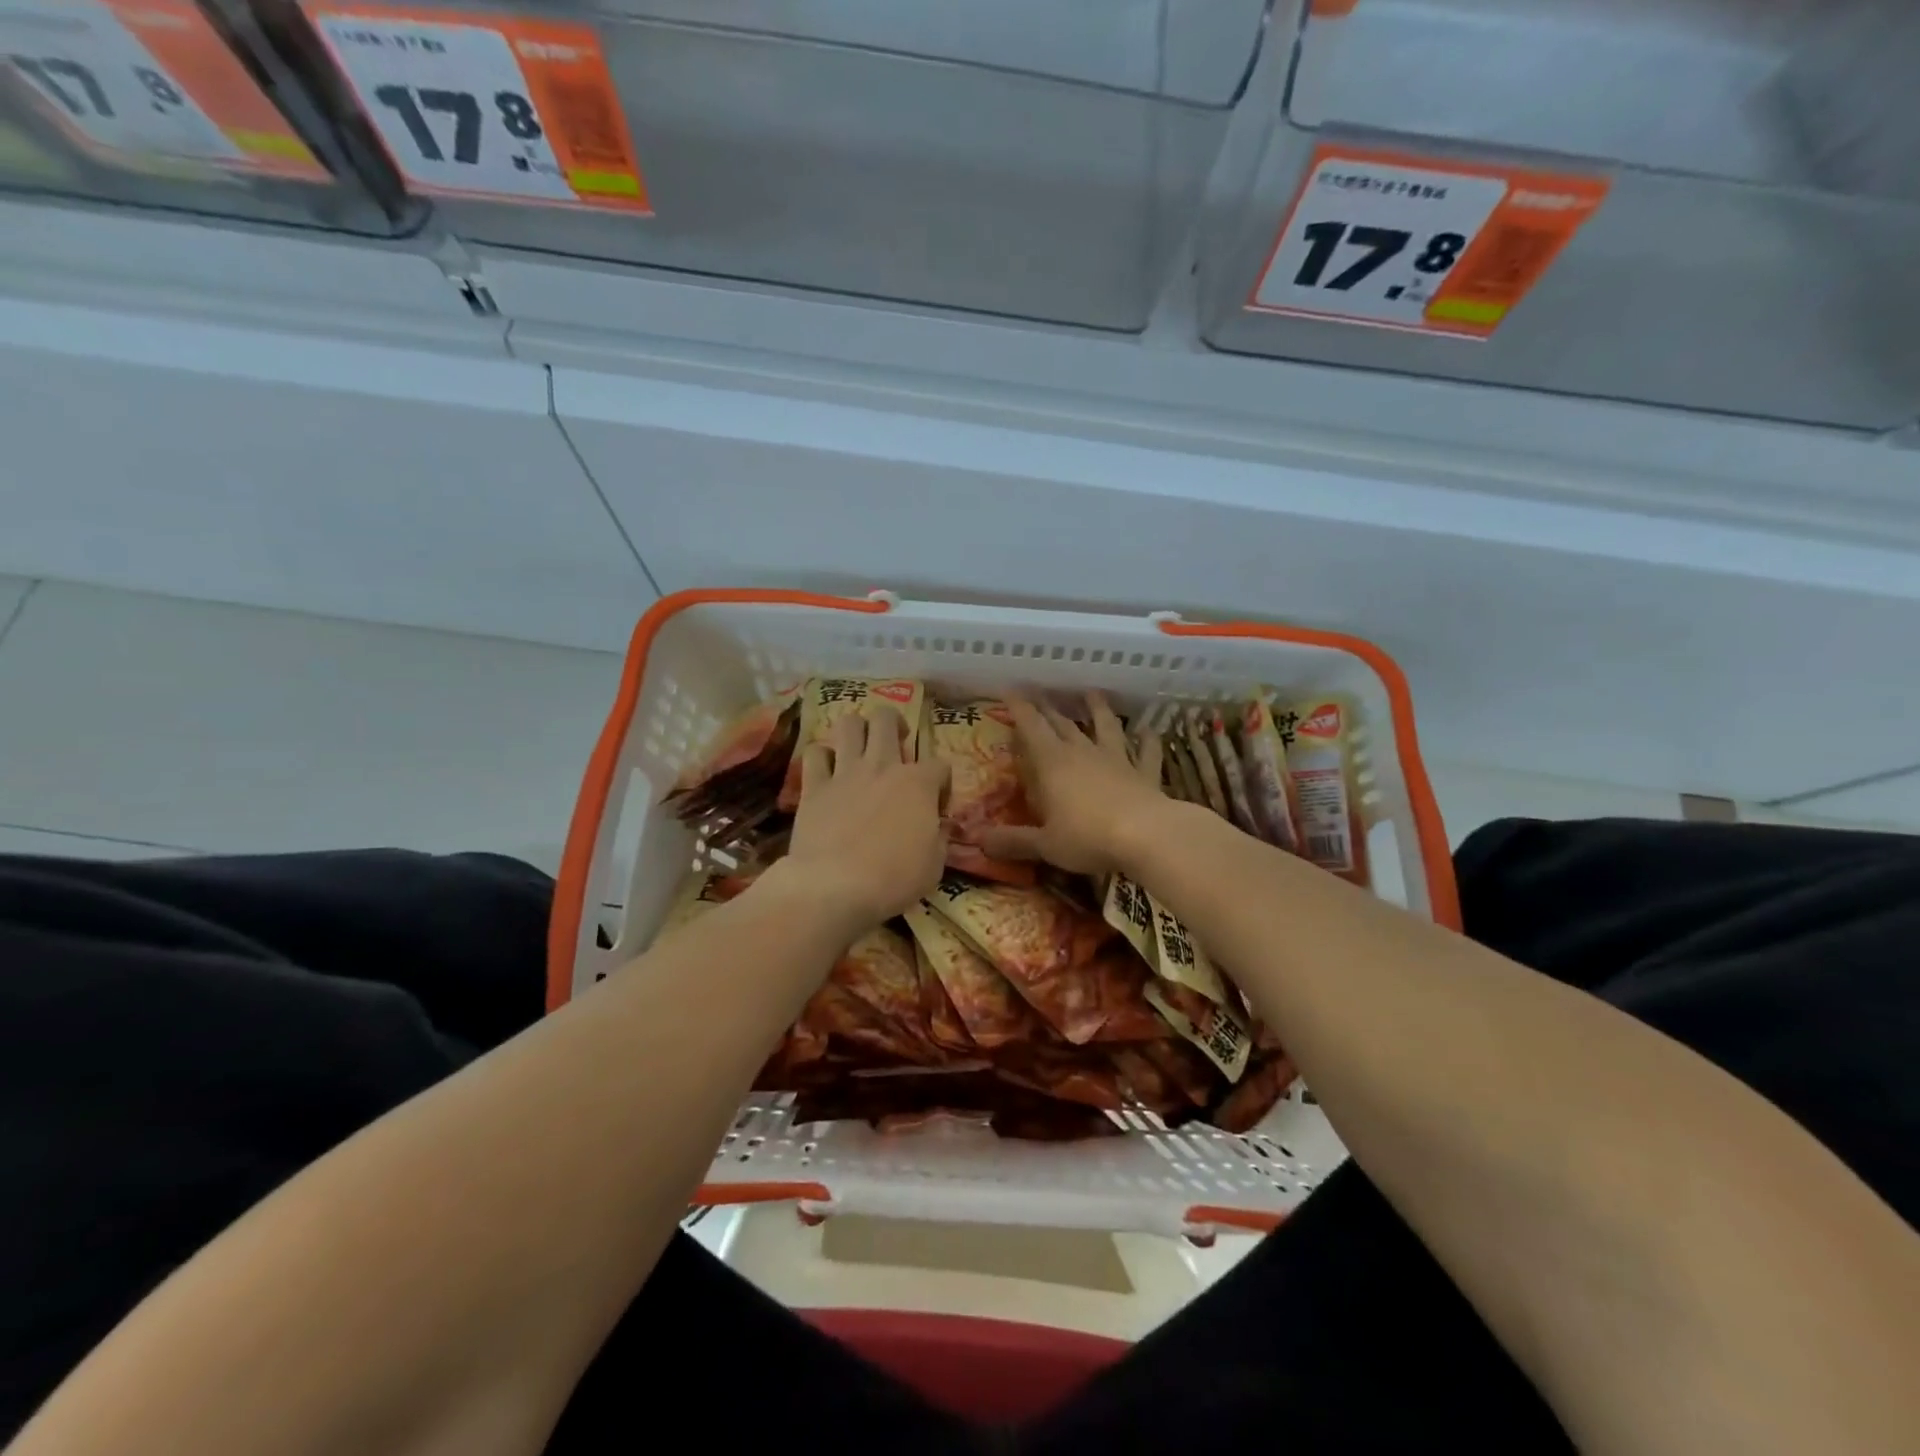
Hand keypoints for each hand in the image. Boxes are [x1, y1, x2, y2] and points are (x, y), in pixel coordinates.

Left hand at [776, 706, 948, 929]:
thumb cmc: (893, 879)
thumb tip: (939, 827)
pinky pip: (814, 753)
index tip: (937, 805)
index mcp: (918, 783)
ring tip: (861, 745)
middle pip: (887, 719)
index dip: (942, 783)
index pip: (940, 765)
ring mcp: (845, 772)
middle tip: (896, 745)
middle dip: (895, 724)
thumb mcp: (934, 866)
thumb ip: (939, 838)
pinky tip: (827, 770)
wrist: (834, 886)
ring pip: (849, 724)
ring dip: (857, 729)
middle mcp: (882, 766)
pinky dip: (822, 757)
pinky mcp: (814, 786)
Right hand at [980, 693, 1167, 876]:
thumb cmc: (1087, 837)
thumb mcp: (1044, 844)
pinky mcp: (1144, 773)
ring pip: (1106, 727)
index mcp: (1053, 764)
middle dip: (1049, 707)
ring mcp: (1117, 760)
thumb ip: (1014, 841)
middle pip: (1063, 723)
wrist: (1146, 835)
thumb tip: (979, 842)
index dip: (1019, 707)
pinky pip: (1146, 752)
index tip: (1009, 688)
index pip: (1031, 727)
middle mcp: (1083, 753)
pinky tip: (1149, 730)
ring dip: (1098, 709)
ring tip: (1093, 693)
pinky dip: (1147, 740)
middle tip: (1040, 692)